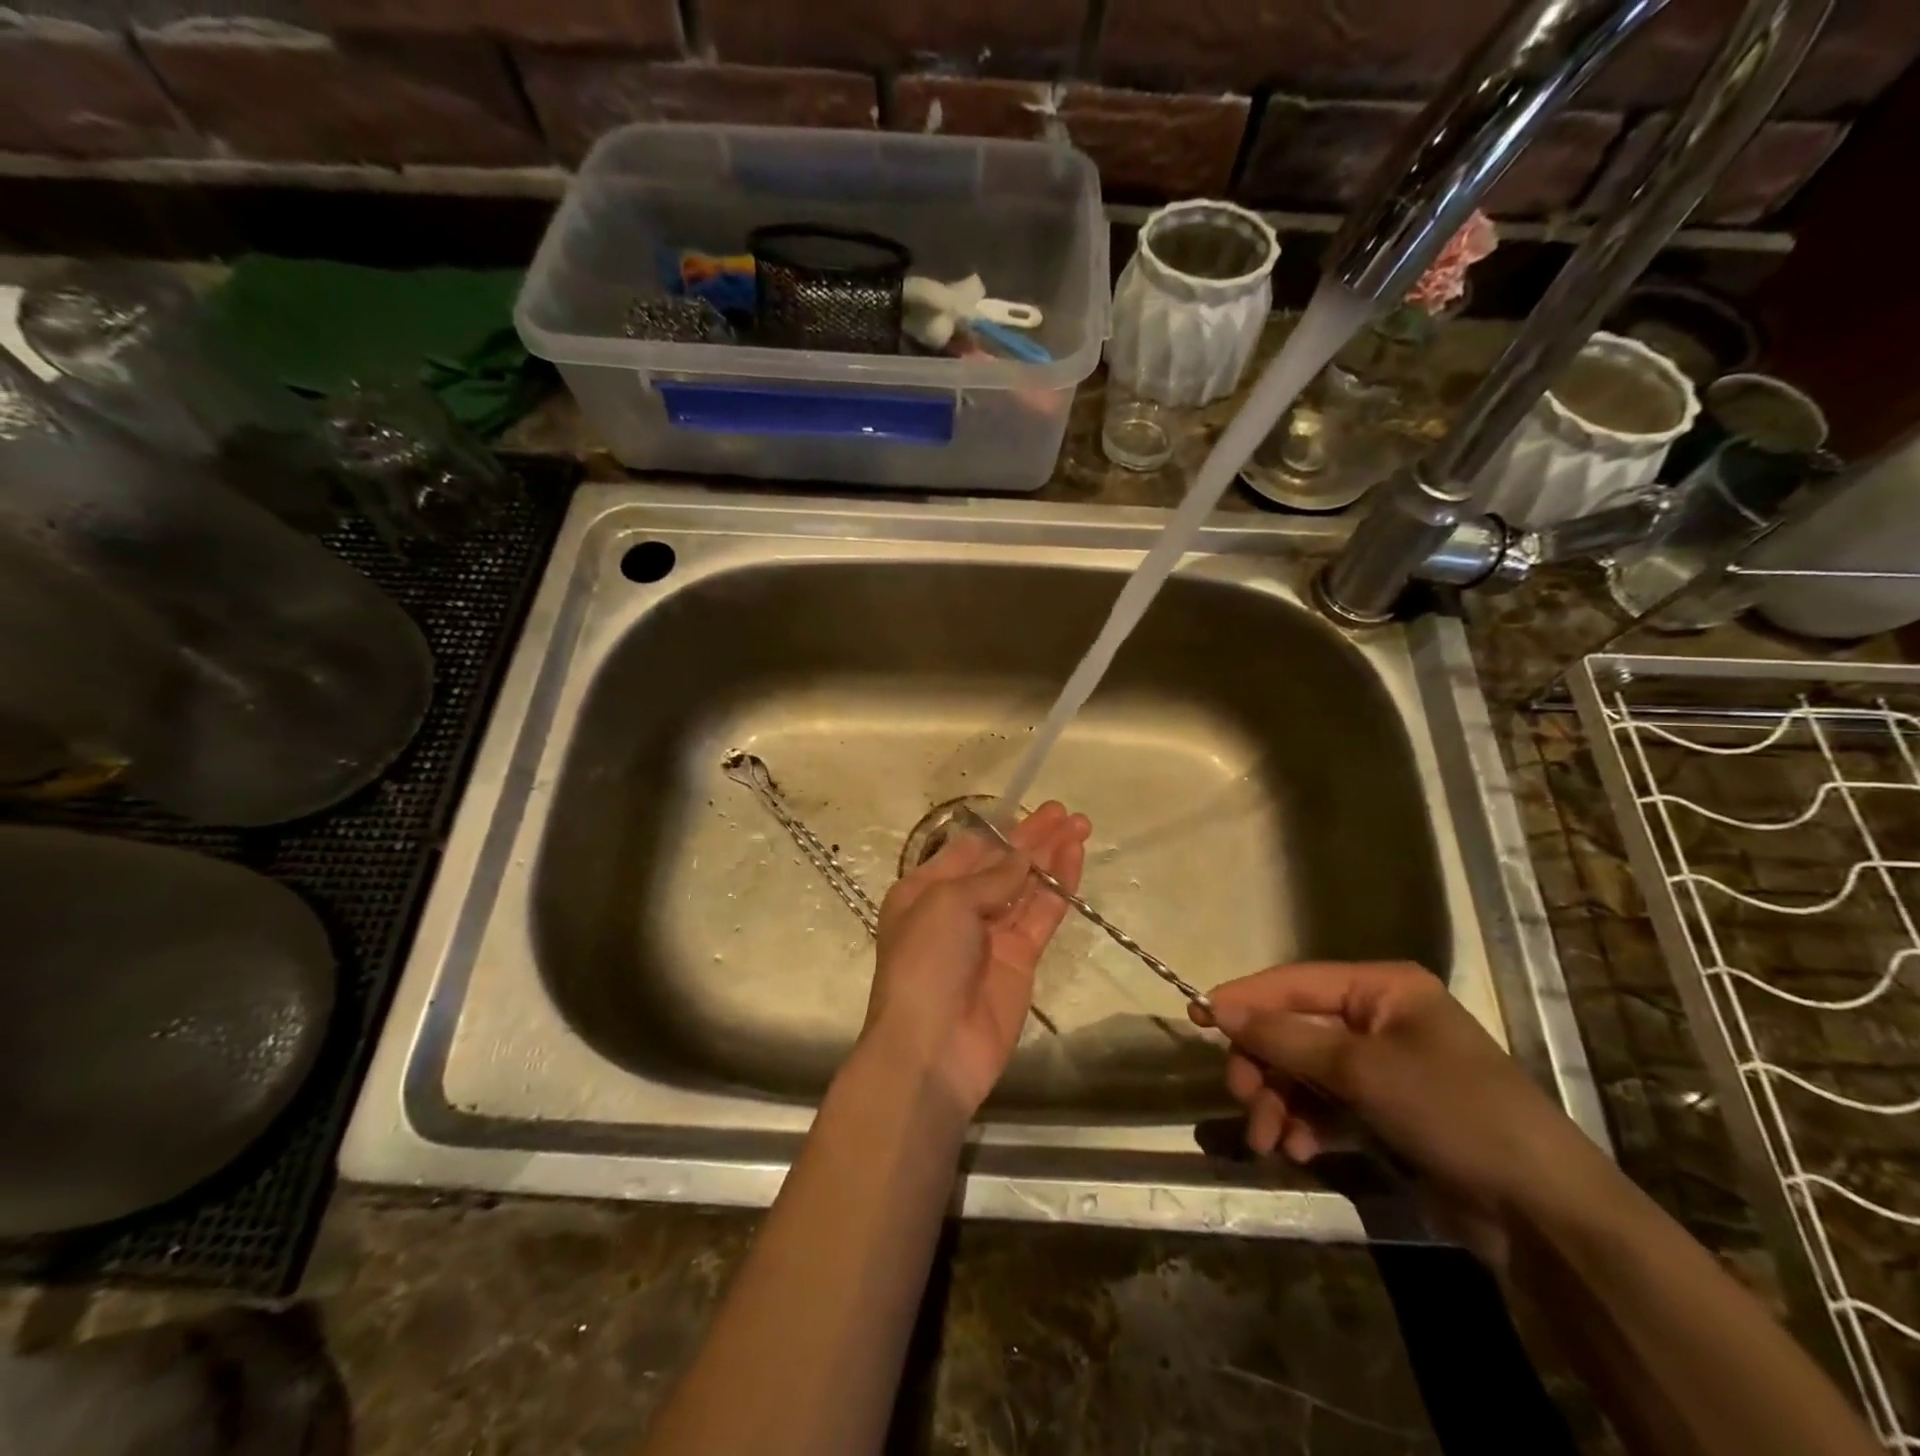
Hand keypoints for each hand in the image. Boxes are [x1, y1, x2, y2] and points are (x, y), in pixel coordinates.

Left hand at [862, 802, 1090, 1116]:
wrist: (932, 1048)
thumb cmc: (925, 962)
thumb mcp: (947, 903)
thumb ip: (992, 877)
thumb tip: (1023, 857)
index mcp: (924, 890)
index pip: (968, 851)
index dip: (1002, 830)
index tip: (1032, 811)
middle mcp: (956, 909)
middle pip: (1001, 865)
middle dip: (1032, 838)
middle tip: (1066, 813)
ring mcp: (991, 935)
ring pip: (1026, 886)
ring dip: (1050, 857)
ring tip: (1080, 826)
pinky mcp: (1020, 960)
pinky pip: (1041, 915)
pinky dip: (1058, 888)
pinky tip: (1074, 859)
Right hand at [1191, 961, 1592, 1256]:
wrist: (1543, 1213)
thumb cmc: (1453, 1111)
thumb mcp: (1361, 1070)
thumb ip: (1285, 1037)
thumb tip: (1217, 1006)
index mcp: (1382, 989)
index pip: (1295, 983)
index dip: (1246, 999)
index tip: (1198, 1017)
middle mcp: (1378, 1019)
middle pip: (1295, 1030)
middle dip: (1265, 1066)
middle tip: (1243, 1098)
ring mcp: (1381, 1067)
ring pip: (1304, 1071)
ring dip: (1279, 1103)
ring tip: (1269, 1140)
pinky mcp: (1384, 1111)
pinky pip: (1325, 1105)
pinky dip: (1305, 1124)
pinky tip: (1298, 1150)